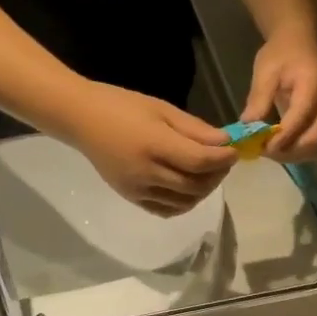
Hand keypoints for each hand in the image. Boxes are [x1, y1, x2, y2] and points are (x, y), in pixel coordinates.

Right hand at [66, 81, 236, 216]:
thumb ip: (195, 129)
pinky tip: (189, 188)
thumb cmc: (123, 106)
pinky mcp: (131, 198)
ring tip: (208, 173)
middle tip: (224, 162)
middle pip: (195, 185)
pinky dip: (184, 203)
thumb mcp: (162, 109)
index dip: (222, 159)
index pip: (199, 161)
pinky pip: (166, 210)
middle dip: (217, 175)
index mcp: (154, 145)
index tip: (234, 151)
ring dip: (203, 190)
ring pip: (184, 201)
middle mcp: (146, 173)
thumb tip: (224, 143)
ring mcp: (138, 189)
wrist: (81, 119)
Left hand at [242, 25, 316, 160]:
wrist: (297, 40)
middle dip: (287, 152)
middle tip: (262, 151)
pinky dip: (293, 147)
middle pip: (313, 140)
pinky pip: (309, 140)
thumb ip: (259, 99)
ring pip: (313, 145)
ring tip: (267, 149)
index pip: (300, 120)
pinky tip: (275, 143)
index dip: (281, 138)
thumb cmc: (281, 52)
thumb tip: (247, 128)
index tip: (260, 146)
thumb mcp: (265, 71)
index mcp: (312, 87)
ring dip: (290, 153)